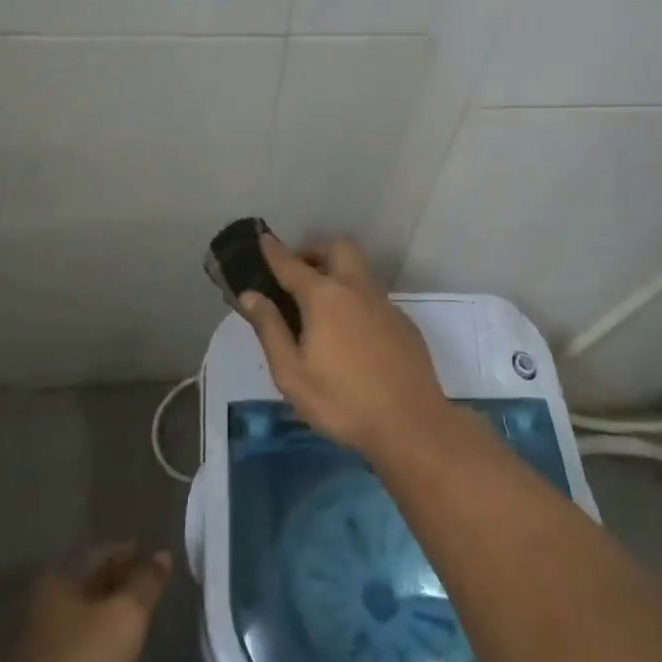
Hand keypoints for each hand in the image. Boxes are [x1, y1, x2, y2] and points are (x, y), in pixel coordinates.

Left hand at [0, 542, 171, 661]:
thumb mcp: (126, 616)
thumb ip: (146, 583)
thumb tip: (162, 555)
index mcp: (59, 577)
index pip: (100, 553)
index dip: (127, 552)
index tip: (150, 556)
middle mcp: (42, 601)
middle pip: (86, 581)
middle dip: (116, 580)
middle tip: (145, 585)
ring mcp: (35, 640)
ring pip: (79, 612)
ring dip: (104, 610)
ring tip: (133, 616)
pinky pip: (73, 641)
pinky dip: (93, 637)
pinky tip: (110, 649)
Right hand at [238, 236, 450, 458]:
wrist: (411, 424)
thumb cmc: (342, 401)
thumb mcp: (291, 373)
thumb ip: (270, 329)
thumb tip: (250, 295)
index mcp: (325, 297)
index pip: (292, 264)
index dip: (274, 250)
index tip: (263, 237)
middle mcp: (357, 289)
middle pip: (338, 248)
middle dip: (315, 250)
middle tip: (297, 272)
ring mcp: (385, 304)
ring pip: (360, 270)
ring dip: (338, 272)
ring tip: (320, 304)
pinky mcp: (403, 323)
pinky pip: (374, 297)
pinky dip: (356, 299)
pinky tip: (351, 332)